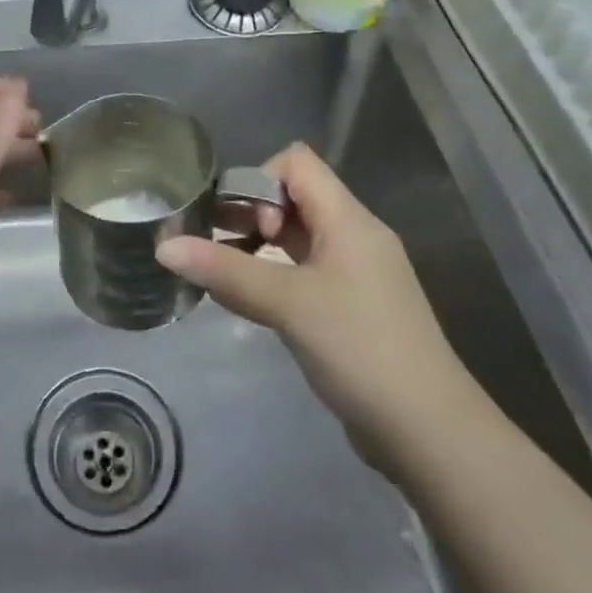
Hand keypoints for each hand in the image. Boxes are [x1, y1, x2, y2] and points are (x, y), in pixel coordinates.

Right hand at [156, 142, 478, 458]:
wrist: (427, 429)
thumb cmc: (359, 348)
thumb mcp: (287, 303)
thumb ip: (225, 270)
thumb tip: (164, 246)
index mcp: (348, 219)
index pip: (297, 163)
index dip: (259, 180)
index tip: (239, 224)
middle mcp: (353, 236)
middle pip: (293, 198)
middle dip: (248, 214)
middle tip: (211, 245)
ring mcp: (353, 274)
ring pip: (295, 239)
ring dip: (255, 249)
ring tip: (218, 274)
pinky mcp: (349, 308)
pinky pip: (302, 273)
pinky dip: (271, 277)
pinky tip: (244, 303)